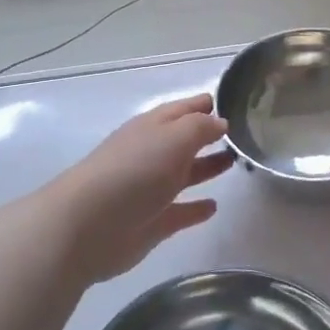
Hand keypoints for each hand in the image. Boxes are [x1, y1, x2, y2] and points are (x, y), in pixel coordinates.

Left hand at [50, 94, 231, 284]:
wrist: (88, 226)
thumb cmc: (134, 172)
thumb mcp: (173, 138)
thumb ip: (201, 127)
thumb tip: (221, 123)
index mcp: (152, 128)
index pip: (182, 110)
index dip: (203, 105)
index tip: (230, 103)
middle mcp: (150, 155)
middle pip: (184, 141)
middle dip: (208, 136)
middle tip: (240, 136)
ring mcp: (150, 190)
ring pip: (184, 175)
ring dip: (206, 168)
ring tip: (233, 163)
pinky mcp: (152, 223)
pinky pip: (180, 212)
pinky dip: (195, 209)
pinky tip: (214, 207)